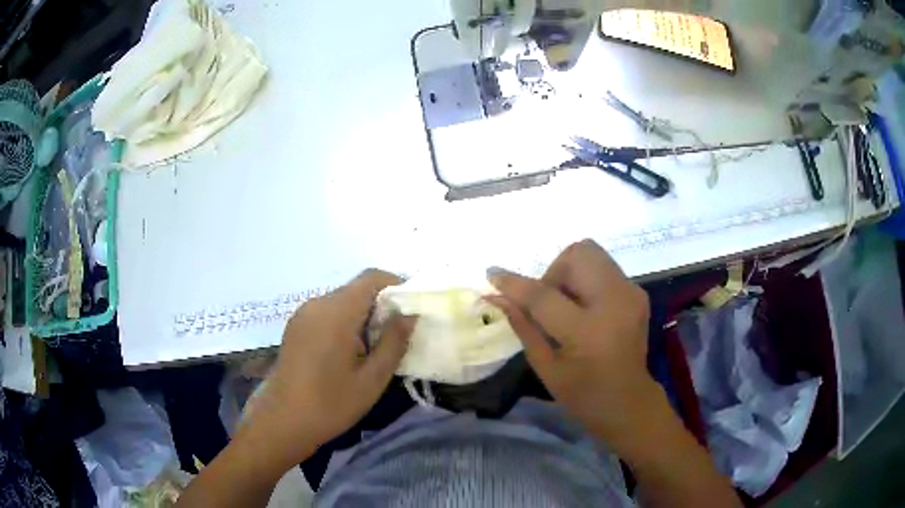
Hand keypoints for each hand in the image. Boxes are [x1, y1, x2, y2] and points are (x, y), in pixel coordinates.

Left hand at [240, 269, 414, 472]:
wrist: (283, 421)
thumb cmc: (331, 403)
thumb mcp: (372, 378)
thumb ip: (394, 342)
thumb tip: (409, 314)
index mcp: (337, 312)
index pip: (371, 278)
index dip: (396, 284)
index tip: (411, 308)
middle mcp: (317, 304)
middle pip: (356, 289)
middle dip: (381, 305)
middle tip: (396, 335)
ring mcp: (303, 314)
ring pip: (341, 301)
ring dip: (362, 315)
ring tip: (374, 348)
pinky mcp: (295, 327)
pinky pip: (326, 313)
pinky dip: (344, 322)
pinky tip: (348, 352)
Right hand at [487, 239, 658, 450]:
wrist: (629, 402)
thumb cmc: (583, 394)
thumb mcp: (546, 367)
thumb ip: (523, 326)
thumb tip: (496, 296)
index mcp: (588, 331)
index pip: (544, 295)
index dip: (515, 283)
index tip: (492, 274)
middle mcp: (614, 302)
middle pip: (578, 254)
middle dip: (553, 271)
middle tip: (548, 301)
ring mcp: (630, 293)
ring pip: (591, 253)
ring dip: (569, 272)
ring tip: (566, 305)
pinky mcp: (637, 292)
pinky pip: (603, 268)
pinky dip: (586, 280)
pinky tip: (584, 309)